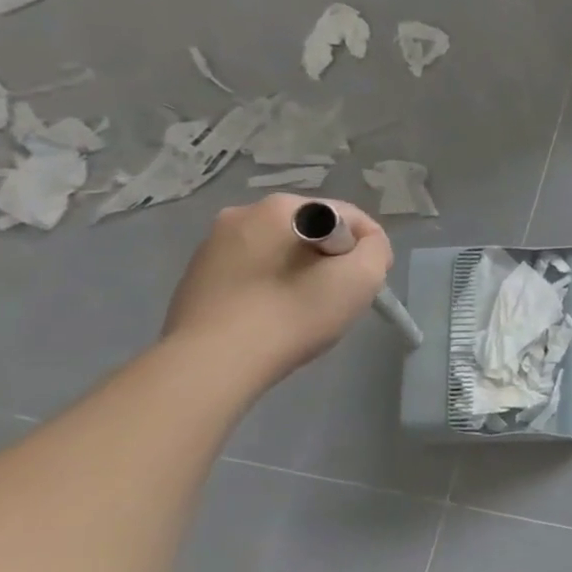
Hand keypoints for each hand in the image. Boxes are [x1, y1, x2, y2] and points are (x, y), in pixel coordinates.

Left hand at [162, 195, 393, 387]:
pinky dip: (268, 286)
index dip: (367, 250)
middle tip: (335, 298)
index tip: (367, 284)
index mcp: (282, 207)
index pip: (349, 218)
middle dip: (330, 260)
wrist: (212, 364)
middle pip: (313, 232)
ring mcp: (213, 244)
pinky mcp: (196, 276)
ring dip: (298, 272)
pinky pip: (251, 271)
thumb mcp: (362, 277)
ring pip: (280, 251)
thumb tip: (365, 244)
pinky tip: (269, 316)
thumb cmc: (293, 313)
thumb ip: (376, 248)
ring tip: (300, 310)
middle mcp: (243, 213)